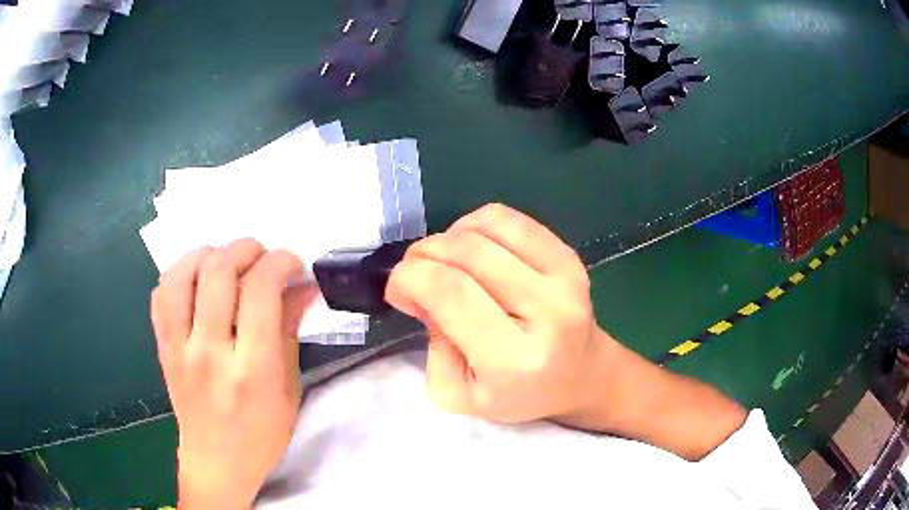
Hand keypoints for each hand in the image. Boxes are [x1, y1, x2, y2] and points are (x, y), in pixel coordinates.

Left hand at [151, 239, 317, 508]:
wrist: (216, 463)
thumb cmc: (261, 436)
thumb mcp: (288, 391)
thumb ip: (290, 332)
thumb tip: (303, 288)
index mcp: (251, 369)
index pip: (261, 291)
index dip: (280, 262)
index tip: (292, 266)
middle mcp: (210, 352)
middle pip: (219, 270)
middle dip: (246, 248)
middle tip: (262, 257)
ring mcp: (179, 348)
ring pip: (183, 273)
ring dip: (209, 254)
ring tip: (226, 261)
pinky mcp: (163, 348)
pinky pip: (161, 293)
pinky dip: (179, 273)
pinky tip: (197, 280)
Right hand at [385, 203, 603, 422]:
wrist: (581, 377)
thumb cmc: (519, 395)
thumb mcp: (459, 394)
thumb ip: (431, 345)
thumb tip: (419, 289)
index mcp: (515, 359)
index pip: (451, 292)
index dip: (409, 277)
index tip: (397, 289)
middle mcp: (547, 312)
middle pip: (467, 252)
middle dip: (423, 253)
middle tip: (414, 273)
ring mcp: (565, 278)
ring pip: (487, 226)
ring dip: (449, 237)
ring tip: (445, 262)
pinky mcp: (569, 257)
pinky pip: (510, 219)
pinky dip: (477, 225)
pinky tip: (473, 250)